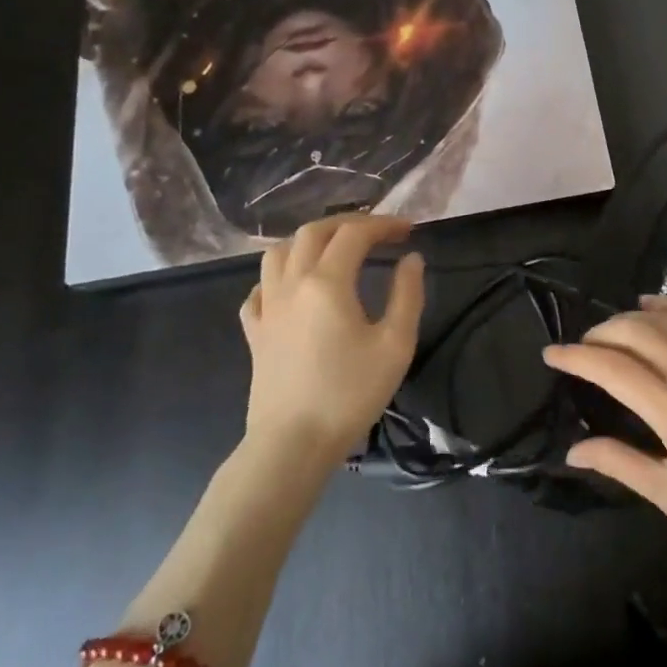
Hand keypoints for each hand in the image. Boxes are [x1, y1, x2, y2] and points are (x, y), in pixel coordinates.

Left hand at [240, 215, 425, 464]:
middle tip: (376, 232)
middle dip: (348, 223)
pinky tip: (293, 288)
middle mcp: (292, 283)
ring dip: (309, 240)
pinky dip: (278, 276)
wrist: (293, 443)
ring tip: (334, 249)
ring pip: (279, 252)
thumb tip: (412, 259)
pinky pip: (260, 288)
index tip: (408, 231)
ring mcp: (267, 306)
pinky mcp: (255, 331)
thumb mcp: (395, 344)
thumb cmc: (350, 393)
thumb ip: (407, 295)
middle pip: (314, 232)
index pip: (355, 234)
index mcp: (327, 282)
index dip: (384, 225)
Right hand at [542, 297, 666, 547]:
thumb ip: (620, 464)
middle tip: (580, 350)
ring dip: (626, 318)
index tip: (551, 354)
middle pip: (632, 332)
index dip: (575, 357)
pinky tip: (649, 306)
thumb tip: (574, 450)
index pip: (611, 368)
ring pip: (660, 319)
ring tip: (607, 333)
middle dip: (597, 334)